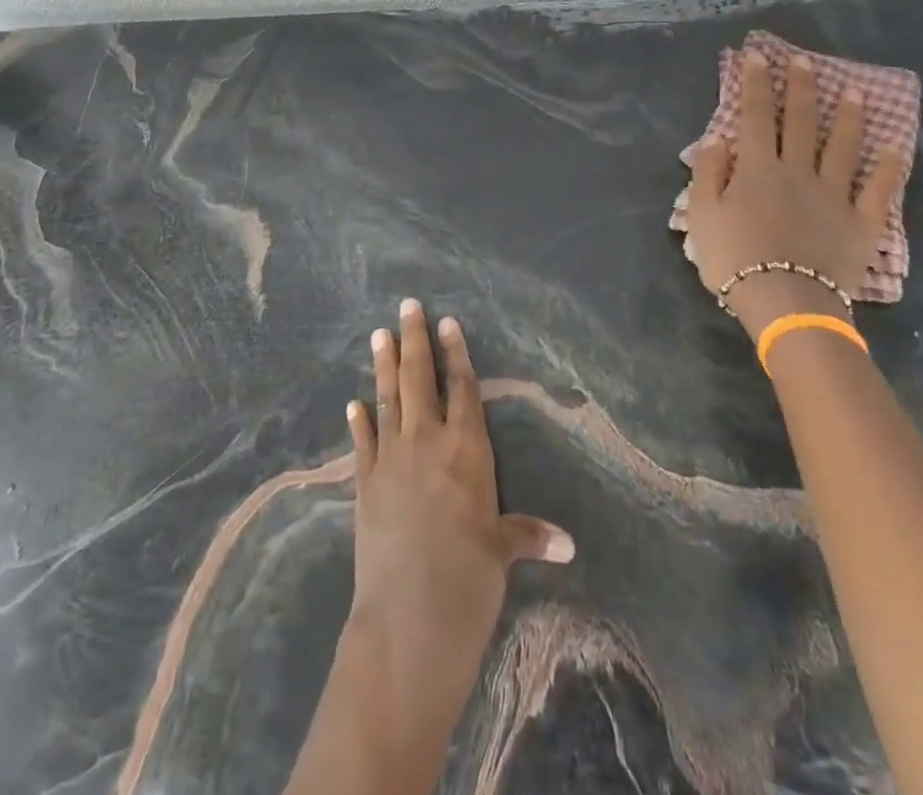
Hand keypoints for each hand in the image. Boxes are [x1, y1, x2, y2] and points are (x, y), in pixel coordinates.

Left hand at [346, 301, 573, 703]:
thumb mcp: (502, 553)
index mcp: (467, 449)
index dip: (456, 353)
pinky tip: (354, 402)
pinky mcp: (364, 482)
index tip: (447, 322)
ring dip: (383, 365)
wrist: (409, 617)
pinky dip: (358, 420)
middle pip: (420, 379)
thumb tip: (568, 544)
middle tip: (407, 305)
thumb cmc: (469, 579)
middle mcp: (427, 441)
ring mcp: (391, 458)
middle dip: (414, 340)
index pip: (463, 388)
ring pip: (388, 398)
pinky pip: (362, 441)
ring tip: (378, 334)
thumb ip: (528, 535)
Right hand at [685, 50, 903, 339]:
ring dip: (849, 117)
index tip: (758, 56)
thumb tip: (718, 139)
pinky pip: (878, 190)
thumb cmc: (734, 258)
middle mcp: (798, 171)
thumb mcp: (702, 215)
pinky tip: (896, 148)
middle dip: (802, 89)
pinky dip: (889, 168)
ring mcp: (834, 195)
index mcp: (757, 168)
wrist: (785, 301)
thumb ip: (709, 174)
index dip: (757, 84)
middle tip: (805, 62)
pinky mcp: (861, 222)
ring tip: (856, 91)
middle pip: (801, 123)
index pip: (756, 116)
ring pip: (843, 147)